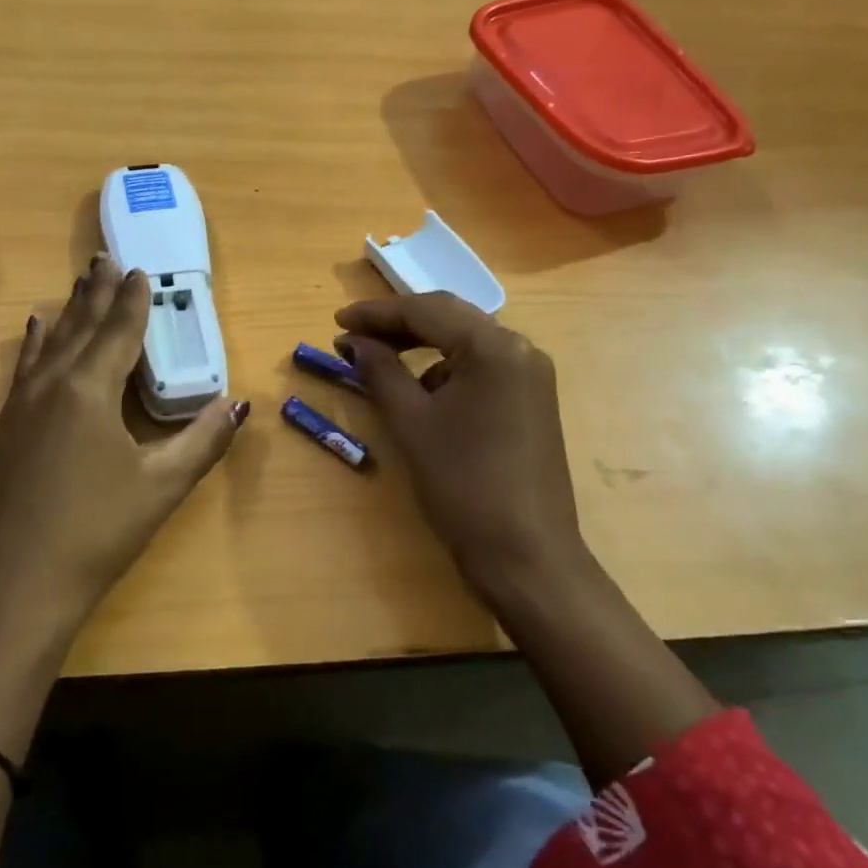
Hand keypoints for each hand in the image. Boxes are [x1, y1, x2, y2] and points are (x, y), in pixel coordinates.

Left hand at [0, 255, 249, 640]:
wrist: (13, 589)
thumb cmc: (96, 533)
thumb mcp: (161, 487)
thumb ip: (203, 441)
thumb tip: (238, 404)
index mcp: (89, 390)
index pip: (118, 332)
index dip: (132, 300)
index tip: (140, 270)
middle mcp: (52, 385)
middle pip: (80, 326)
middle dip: (96, 292)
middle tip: (105, 258)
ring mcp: (20, 407)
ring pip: (50, 342)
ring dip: (68, 311)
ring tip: (78, 282)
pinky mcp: (4, 429)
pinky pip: (25, 367)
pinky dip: (37, 342)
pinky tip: (35, 332)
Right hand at [335, 292, 588, 604]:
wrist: (526, 556)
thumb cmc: (463, 484)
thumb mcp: (411, 422)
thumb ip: (380, 370)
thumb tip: (354, 341)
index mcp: (493, 346)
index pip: (426, 311)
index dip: (376, 313)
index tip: (336, 321)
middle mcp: (520, 348)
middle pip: (449, 317)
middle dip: (397, 324)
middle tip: (352, 335)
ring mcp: (530, 374)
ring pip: (465, 341)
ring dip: (421, 345)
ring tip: (379, 361)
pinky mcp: (531, 400)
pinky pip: (480, 367)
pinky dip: (445, 369)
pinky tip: (420, 392)